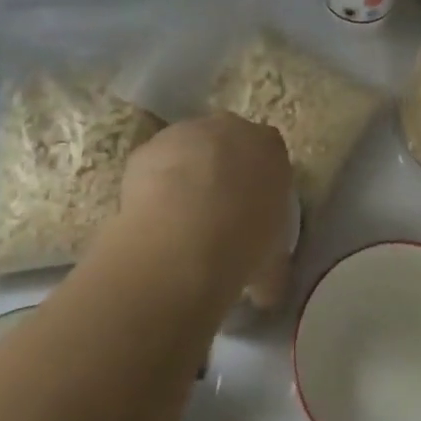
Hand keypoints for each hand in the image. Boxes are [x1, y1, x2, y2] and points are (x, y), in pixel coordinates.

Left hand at [111, 113, 292, 304]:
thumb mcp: (271, 261)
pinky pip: (155, 165)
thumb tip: (267, 293)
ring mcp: (185, 133)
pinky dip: (154, 185)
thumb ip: (272, 268)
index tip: (251, 210)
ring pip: (188, 149)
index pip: (269, 153)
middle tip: (216, 212)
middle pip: (228, 142)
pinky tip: (153, 218)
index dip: (258, 180)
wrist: (186, 234)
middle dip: (223, 169)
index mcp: (270, 146)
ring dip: (185, 174)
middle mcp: (230, 128)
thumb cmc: (244, 240)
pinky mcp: (148, 147)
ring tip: (179, 219)